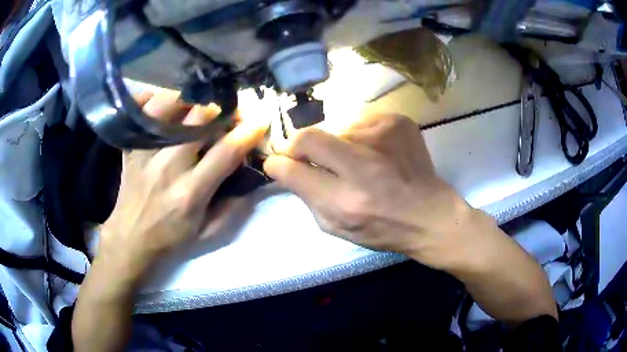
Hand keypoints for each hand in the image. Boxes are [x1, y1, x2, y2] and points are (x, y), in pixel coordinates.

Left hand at [98, 91, 267, 277]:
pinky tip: (164, 100)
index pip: (225, 152)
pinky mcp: (131, 150)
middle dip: (221, 110)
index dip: (247, 132)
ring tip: (198, 103)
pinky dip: (152, 100)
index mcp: (190, 193)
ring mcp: (145, 155)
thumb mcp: (207, 234)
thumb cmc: (170, 239)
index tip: (260, 120)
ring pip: (166, 108)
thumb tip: (252, 179)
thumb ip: (233, 208)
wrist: (131, 240)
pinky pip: (140, 114)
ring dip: (187, 100)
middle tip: (229, 112)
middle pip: (197, 120)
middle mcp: (167, 167)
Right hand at [265, 113, 473, 269]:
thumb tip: (286, 167)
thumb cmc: (382, 229)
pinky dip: (360, 137)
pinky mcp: (398, 121)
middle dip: (298, 146)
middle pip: (309, 137)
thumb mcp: (336, 227)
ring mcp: (384, 137)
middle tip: (304, 155)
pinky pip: (361, 123)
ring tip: (358, 162)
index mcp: (346, 201)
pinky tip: (376, 154)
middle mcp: (364, 166)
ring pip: (336, 129)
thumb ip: (307, 196)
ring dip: (336, 145)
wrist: (430, 214)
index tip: (277, 163)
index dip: (278, 164)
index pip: (293, 169)